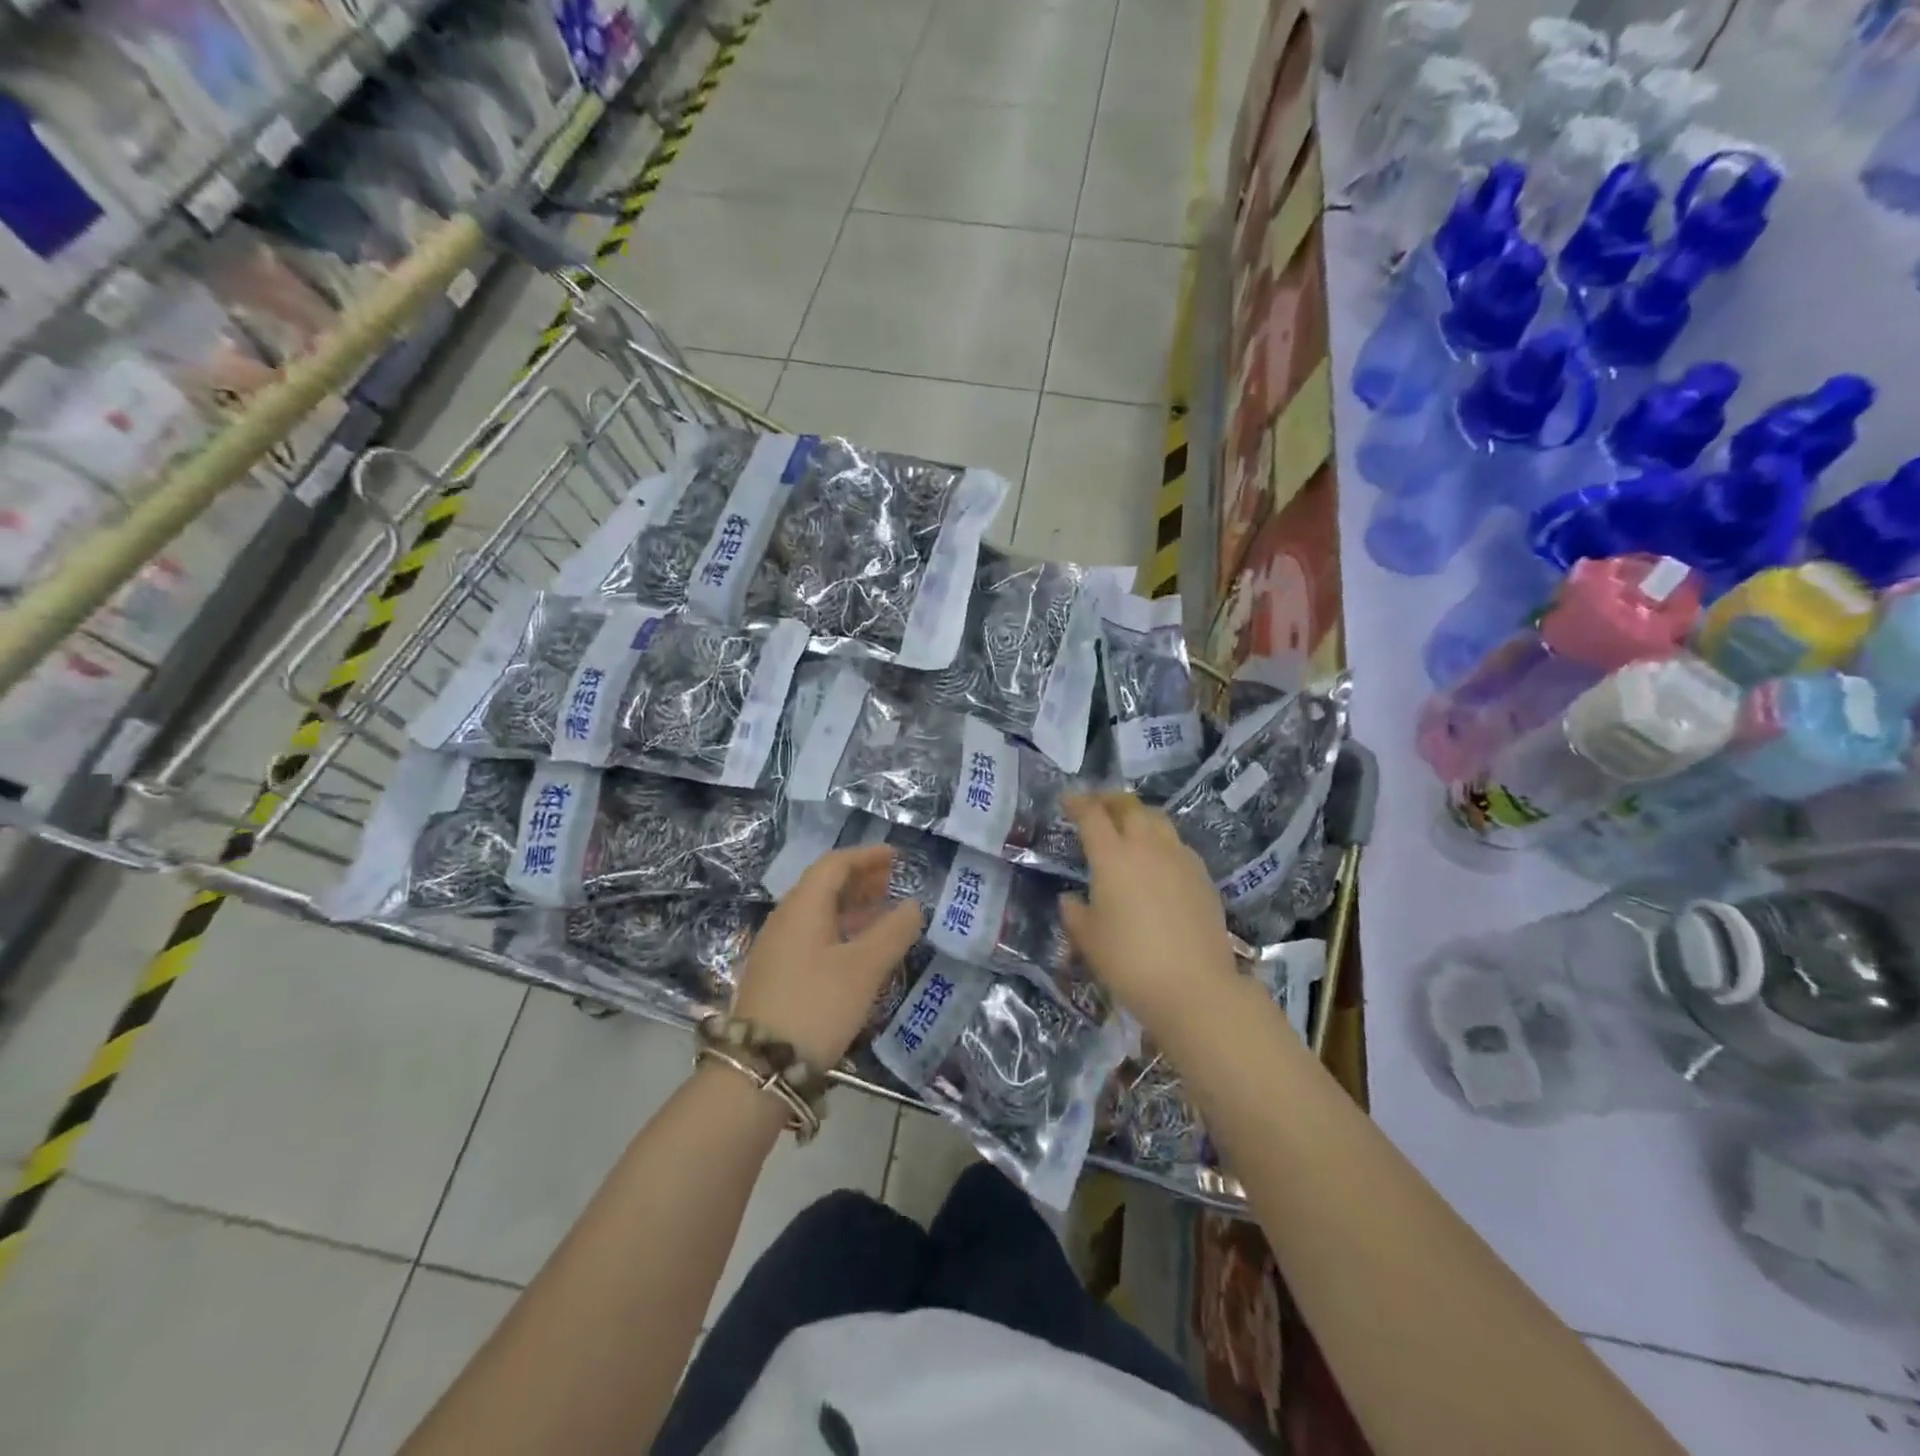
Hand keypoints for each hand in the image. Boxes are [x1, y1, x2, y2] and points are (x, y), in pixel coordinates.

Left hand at [730, 846, 924, 1067]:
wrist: (759, 1067)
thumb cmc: (817, 1006)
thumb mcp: (864, 968)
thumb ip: (893, 932)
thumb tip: (913, 905)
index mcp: (802, 907)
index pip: (834, 864)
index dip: (866, 856)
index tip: (896, 857)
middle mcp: (784, 919)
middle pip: (823, 885)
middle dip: (860, 879)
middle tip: (892, 882)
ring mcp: (776, 948)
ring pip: (817, 913)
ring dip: (850, 906)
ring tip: (882, 912)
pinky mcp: (776, 975)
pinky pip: (811, 936)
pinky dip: (839, 930)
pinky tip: (857, 950)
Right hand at [1058, 793, 1237, 1035]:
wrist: (1195, 987)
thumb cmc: (1130, 962)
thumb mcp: (1088, 940)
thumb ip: (1075, 913)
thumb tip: (1070, 899)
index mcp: (1113, 857)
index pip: (1092, 816)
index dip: (1077, 803)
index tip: (1067, 800)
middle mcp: (1147, 847)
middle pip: (1129, 807)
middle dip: (1110, 801)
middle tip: (1097, 806)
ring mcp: (1180, 859)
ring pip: (1158, 820)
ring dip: (1138, 815)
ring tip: (1128, 826)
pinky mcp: (1202, 876)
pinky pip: (1177, 844)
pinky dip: (1161, 840)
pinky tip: (1157, 860)